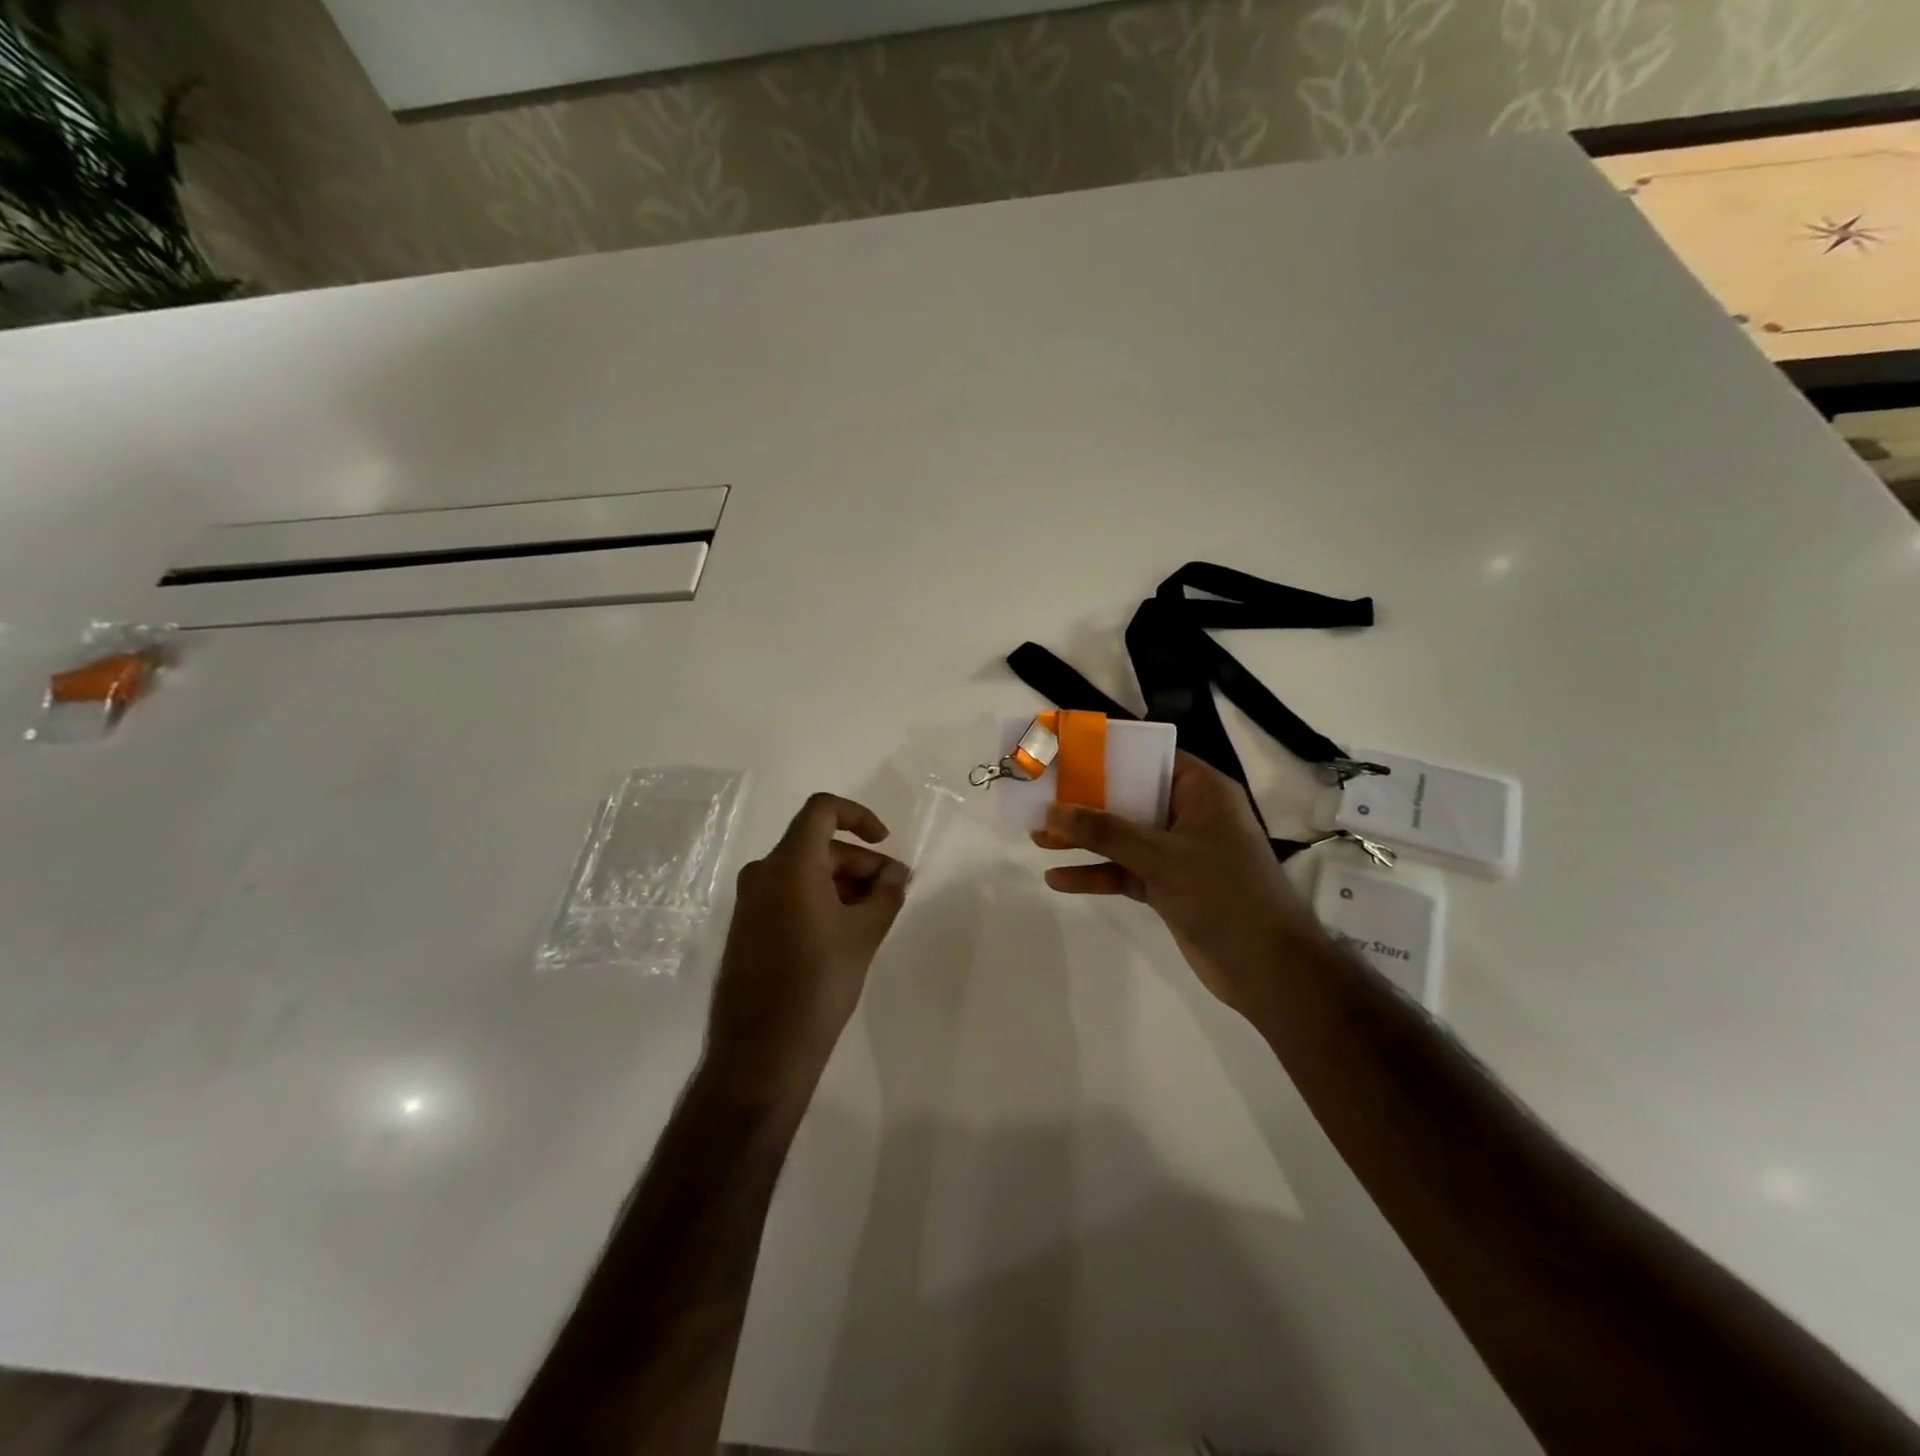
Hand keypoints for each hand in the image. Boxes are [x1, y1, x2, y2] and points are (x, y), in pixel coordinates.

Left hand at [707, 793, 909, 1094]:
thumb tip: (897, 873)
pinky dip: (820, 899)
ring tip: (875, 915)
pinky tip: (846, 931)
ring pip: (805, 872)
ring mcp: (750, 902)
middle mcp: (763, 873)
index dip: (858, 816)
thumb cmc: (818, 983)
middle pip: (818, 845)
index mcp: (789, 864)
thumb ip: (886, 893)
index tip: (885, 843)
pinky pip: (789, 895)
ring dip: (843, 883)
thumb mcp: (864, 934)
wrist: (761, 1052)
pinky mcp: (748, 928)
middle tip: (893, 891)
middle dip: (860, 861)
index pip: (822, 810)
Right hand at [1033, 753, 1323, 1017]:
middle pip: (1129, 797)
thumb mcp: (1162, 856)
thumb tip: (1053, 809)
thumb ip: (1106, 832)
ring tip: (1037, 837)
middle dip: (1085, 801)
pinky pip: (1124, 870)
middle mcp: (1188, 814)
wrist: (1269, 969)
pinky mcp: (1168, 885)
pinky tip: (1058, 879)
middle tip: (1040, 796)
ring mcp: (1178, 852)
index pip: (1149, 757)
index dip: (1108, 753)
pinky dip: (1096, 873)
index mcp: (1201, 791)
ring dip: (1084, 839)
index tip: (1066, 753)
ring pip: (1122, 836)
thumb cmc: (1224, 894)